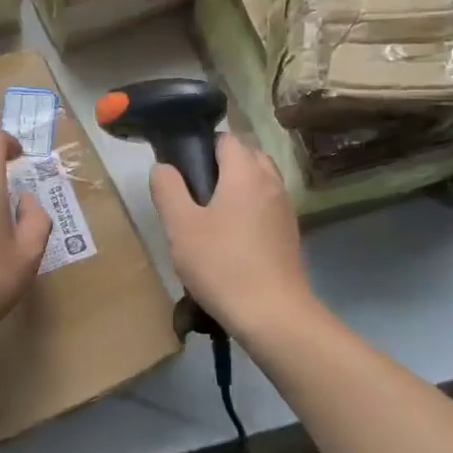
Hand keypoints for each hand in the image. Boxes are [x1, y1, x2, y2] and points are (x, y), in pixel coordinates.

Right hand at [150, 132, 311, 332]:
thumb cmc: (221, 264)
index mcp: (246, 172)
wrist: (273, 314)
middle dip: (220, 165)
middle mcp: (271, 182)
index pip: (225, 138)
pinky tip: (229, 239)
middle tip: (192, 193)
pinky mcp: (289, 234)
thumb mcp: (180, 226)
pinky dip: (248, 210)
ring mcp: (285, 209)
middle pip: (246, 157)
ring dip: (235, 188)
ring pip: (258, 182)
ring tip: (208, 217)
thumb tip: (163, 167)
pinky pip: (265, 207)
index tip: (181, 170)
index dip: (201, 146)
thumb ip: (168, 189)